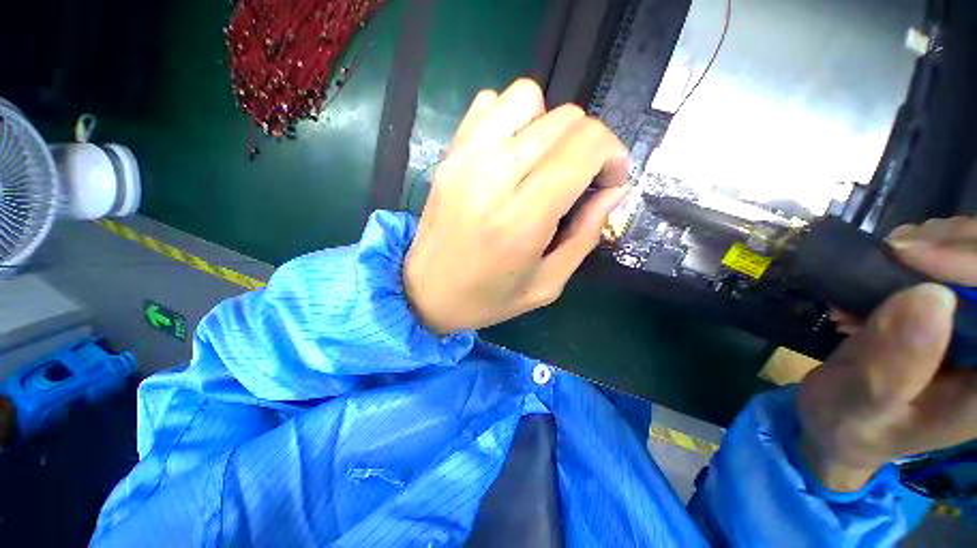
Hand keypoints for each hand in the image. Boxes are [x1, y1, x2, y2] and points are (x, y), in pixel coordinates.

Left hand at [403, 79, 628, 333]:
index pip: (586, 145)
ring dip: (549, 126)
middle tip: (578, 179)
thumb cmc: (489, 298)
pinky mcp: (448, 154)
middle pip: (565, 118)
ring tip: (542, 163)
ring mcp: (465, 158)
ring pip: (527, 97)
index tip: (607, 182)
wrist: (427, 293)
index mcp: (523, 216)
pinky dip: (511, 120)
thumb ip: (586, 234)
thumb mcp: (548, 283)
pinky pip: (489, 104)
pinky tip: (510, 155)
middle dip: (588, 144)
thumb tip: (615, 190)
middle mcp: (494, 176)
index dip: (612, 155)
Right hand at [798, 217, 976, 491]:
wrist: (838, 422)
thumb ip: (893, 367)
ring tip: (881, 268)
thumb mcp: (862, 405)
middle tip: (892, 254)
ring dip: (931, 248)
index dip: (974, 267)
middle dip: (951, 248)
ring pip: (974, 254)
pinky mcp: (953, 314)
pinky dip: (917, 254)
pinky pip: (952, 261)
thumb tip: (929, 297)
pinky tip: (883, 273)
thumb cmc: (849, 425)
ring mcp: (975, 329)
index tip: (911, 255)